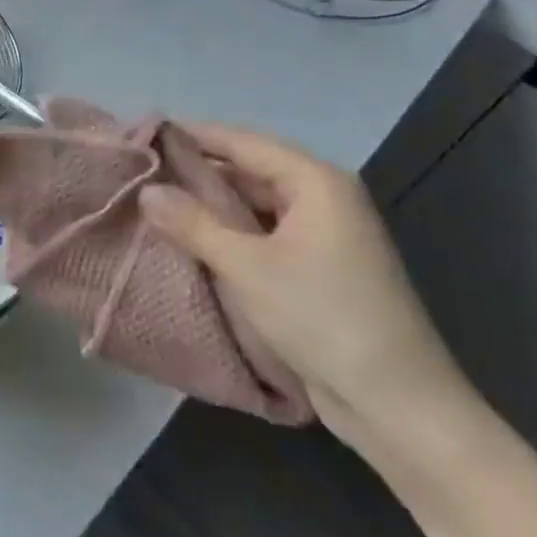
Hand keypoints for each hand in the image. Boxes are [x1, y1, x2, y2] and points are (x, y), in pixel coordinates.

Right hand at [141, 124, 475, 454]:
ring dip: (209, 205)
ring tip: (154, 204)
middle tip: (140, 173)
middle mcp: (323, 198)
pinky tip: (190, 240)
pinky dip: (228, 233)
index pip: (241, 141)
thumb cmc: (322, 317)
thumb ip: (192, 223)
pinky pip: (263, 233)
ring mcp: (323, 234)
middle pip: (249, 169)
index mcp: (315, 182)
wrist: (397, 403)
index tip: (142, 133)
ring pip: (254, 204)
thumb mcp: (246, 266)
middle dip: (196, 171)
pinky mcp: (318, 266)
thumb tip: (146, 190)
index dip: (191, 135)